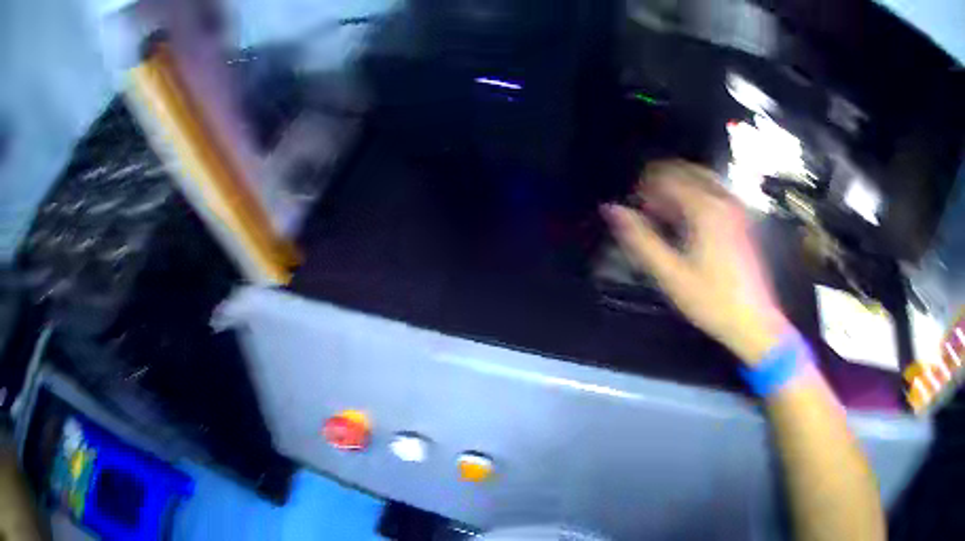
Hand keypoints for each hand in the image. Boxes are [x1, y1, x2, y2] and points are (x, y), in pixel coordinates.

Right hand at [602, 160, 790, 363]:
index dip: (645, 188)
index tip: (634, 207)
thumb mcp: (670, 274)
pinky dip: (696, 196)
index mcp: (705, 208)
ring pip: (702, 179)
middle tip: (647, 207)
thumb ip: (640, 239)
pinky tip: (688, 221)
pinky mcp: (742, 220)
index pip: (667, 176)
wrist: (752, 321)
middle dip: (662, 182)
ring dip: (679, 188)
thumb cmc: (711, 300)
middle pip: (686, 170)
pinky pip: (714, 192)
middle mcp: (723, 200)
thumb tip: (612, 209)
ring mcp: (736, 208)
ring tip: (665, 214)